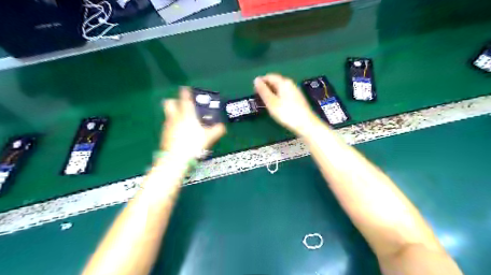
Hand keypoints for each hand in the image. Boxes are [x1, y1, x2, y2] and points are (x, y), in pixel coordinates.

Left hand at [161, 88, 225, 160]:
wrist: (175, 159)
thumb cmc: (193, 145)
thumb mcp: (209, 137)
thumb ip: (217, 130)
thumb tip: (223, 127)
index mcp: (187, 115)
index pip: (185, 99)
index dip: (185, 92)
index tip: (185, 89)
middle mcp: (175, 117)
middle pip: (169, 103)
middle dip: (174, 101)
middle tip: (181, 104)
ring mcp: (168, 126)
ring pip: (168, 114)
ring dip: (174, 114)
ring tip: (182, 120)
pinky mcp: (164, 134)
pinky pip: (168, 125)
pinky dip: (173, 125)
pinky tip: (179, 132)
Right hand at [255, 74, 320, 136]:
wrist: (305, 124)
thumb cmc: (286, 113)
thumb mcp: (271, 102)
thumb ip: (263, 91)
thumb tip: (256, 80)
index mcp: (284, 82)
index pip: (269, 76)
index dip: (260, 82)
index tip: (254, 91)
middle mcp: (290, 84)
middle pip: (275, 82)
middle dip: (266, 88)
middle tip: (258, 97)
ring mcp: (295, 91)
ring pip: (280, 88)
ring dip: (271, 93)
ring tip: (265, 102)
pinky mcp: (297, 99)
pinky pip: (284, 94)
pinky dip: (277, 97)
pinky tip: (276, 106)